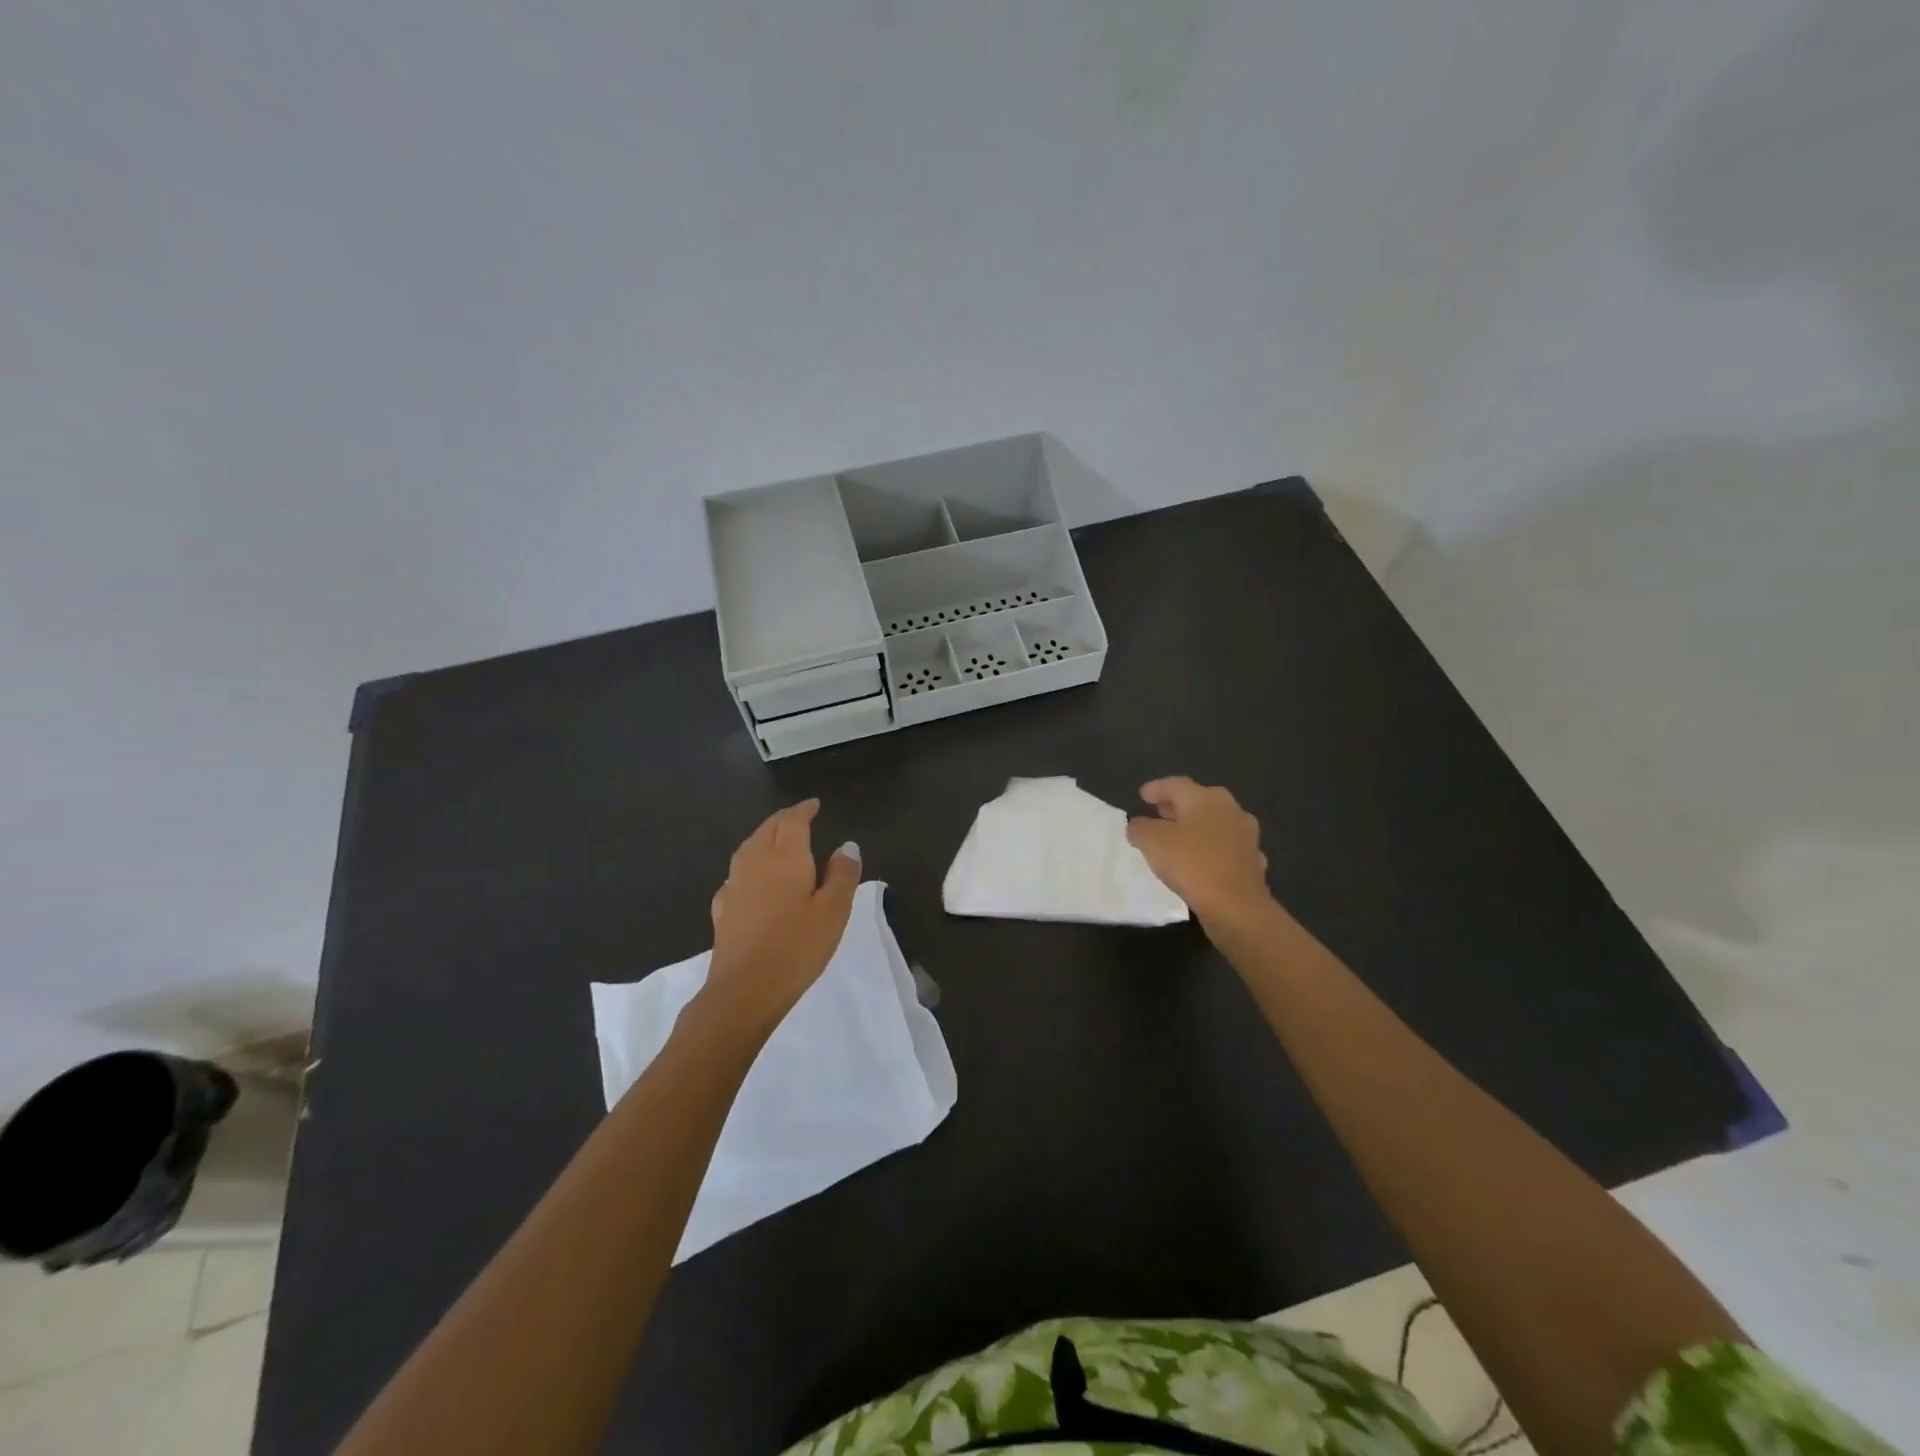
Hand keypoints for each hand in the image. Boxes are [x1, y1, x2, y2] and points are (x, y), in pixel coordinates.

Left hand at [699, 800, 861, 1034]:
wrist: (744, 991)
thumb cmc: (797, 948)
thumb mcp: (834, 911)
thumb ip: (842, 875)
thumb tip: (847, 845)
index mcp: (785, 858)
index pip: (792, 822)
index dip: (803, 810)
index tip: (814, 804)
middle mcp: (755, 863)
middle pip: (767, 830)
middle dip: (783, 819)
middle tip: (799, 817)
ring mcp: (734, 886)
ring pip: (748, 848)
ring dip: (763, 837)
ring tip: (776, 840)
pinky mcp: (723, 910)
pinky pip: (736, 874)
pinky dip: (748, 865)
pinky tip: (752, 879)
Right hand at [1125, 777, 1271, 923]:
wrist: (1236, 906)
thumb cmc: (1191, 864)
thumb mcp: (1152, 842)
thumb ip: (1140, 828)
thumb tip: (1140, 825)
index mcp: (1205, 798)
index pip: (1176, 785)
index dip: (1156, 788)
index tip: (1142, 796)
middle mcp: (1230, 809)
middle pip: (1198, 801)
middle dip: (1177, 806)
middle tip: (1159, 813)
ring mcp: (1246, 835)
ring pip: (1214, 824)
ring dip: (1196, 828)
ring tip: (1177, 838)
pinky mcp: (1253, 861)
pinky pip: (1225, 848)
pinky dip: (1210, 850)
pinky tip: (1201, 861)